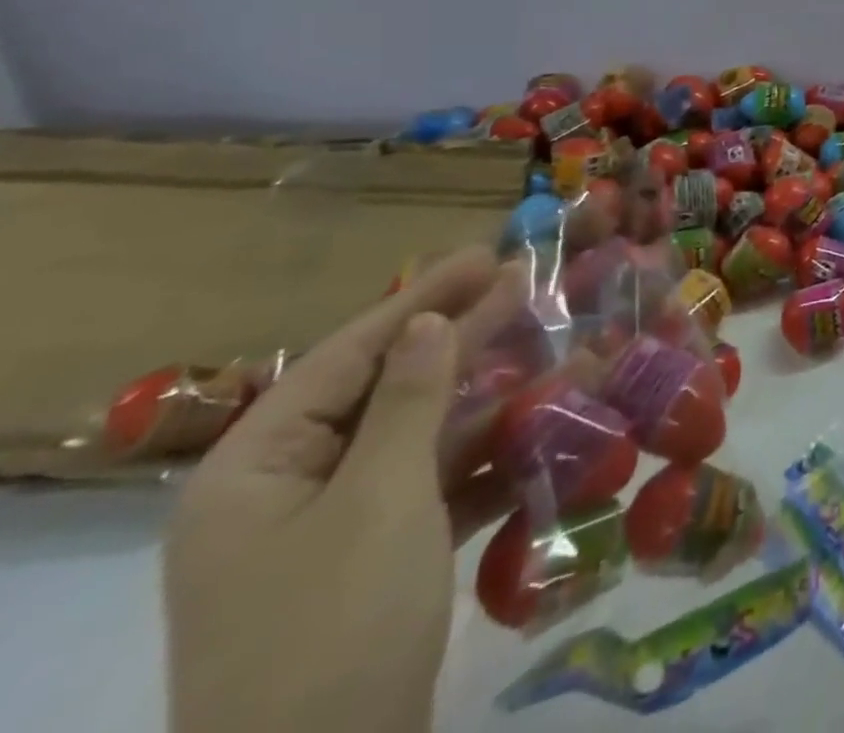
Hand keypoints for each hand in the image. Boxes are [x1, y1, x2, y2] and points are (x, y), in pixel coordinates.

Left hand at [165, 248, 523, 732]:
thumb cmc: (336, 626)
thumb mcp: (379, 500)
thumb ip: (408, 401)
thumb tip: (429, 322)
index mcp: (255, 470)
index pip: (349, 355)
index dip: (424, 299)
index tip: (488, 255)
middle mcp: (285, 490)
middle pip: (387, 389)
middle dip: (462, 339)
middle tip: (530, 284)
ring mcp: (332, 529)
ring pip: (419, 435)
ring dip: (485, 397)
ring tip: (551, 349)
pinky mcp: (375, 562)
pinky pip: (434, 485)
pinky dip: (484, 457)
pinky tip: (540, 429)